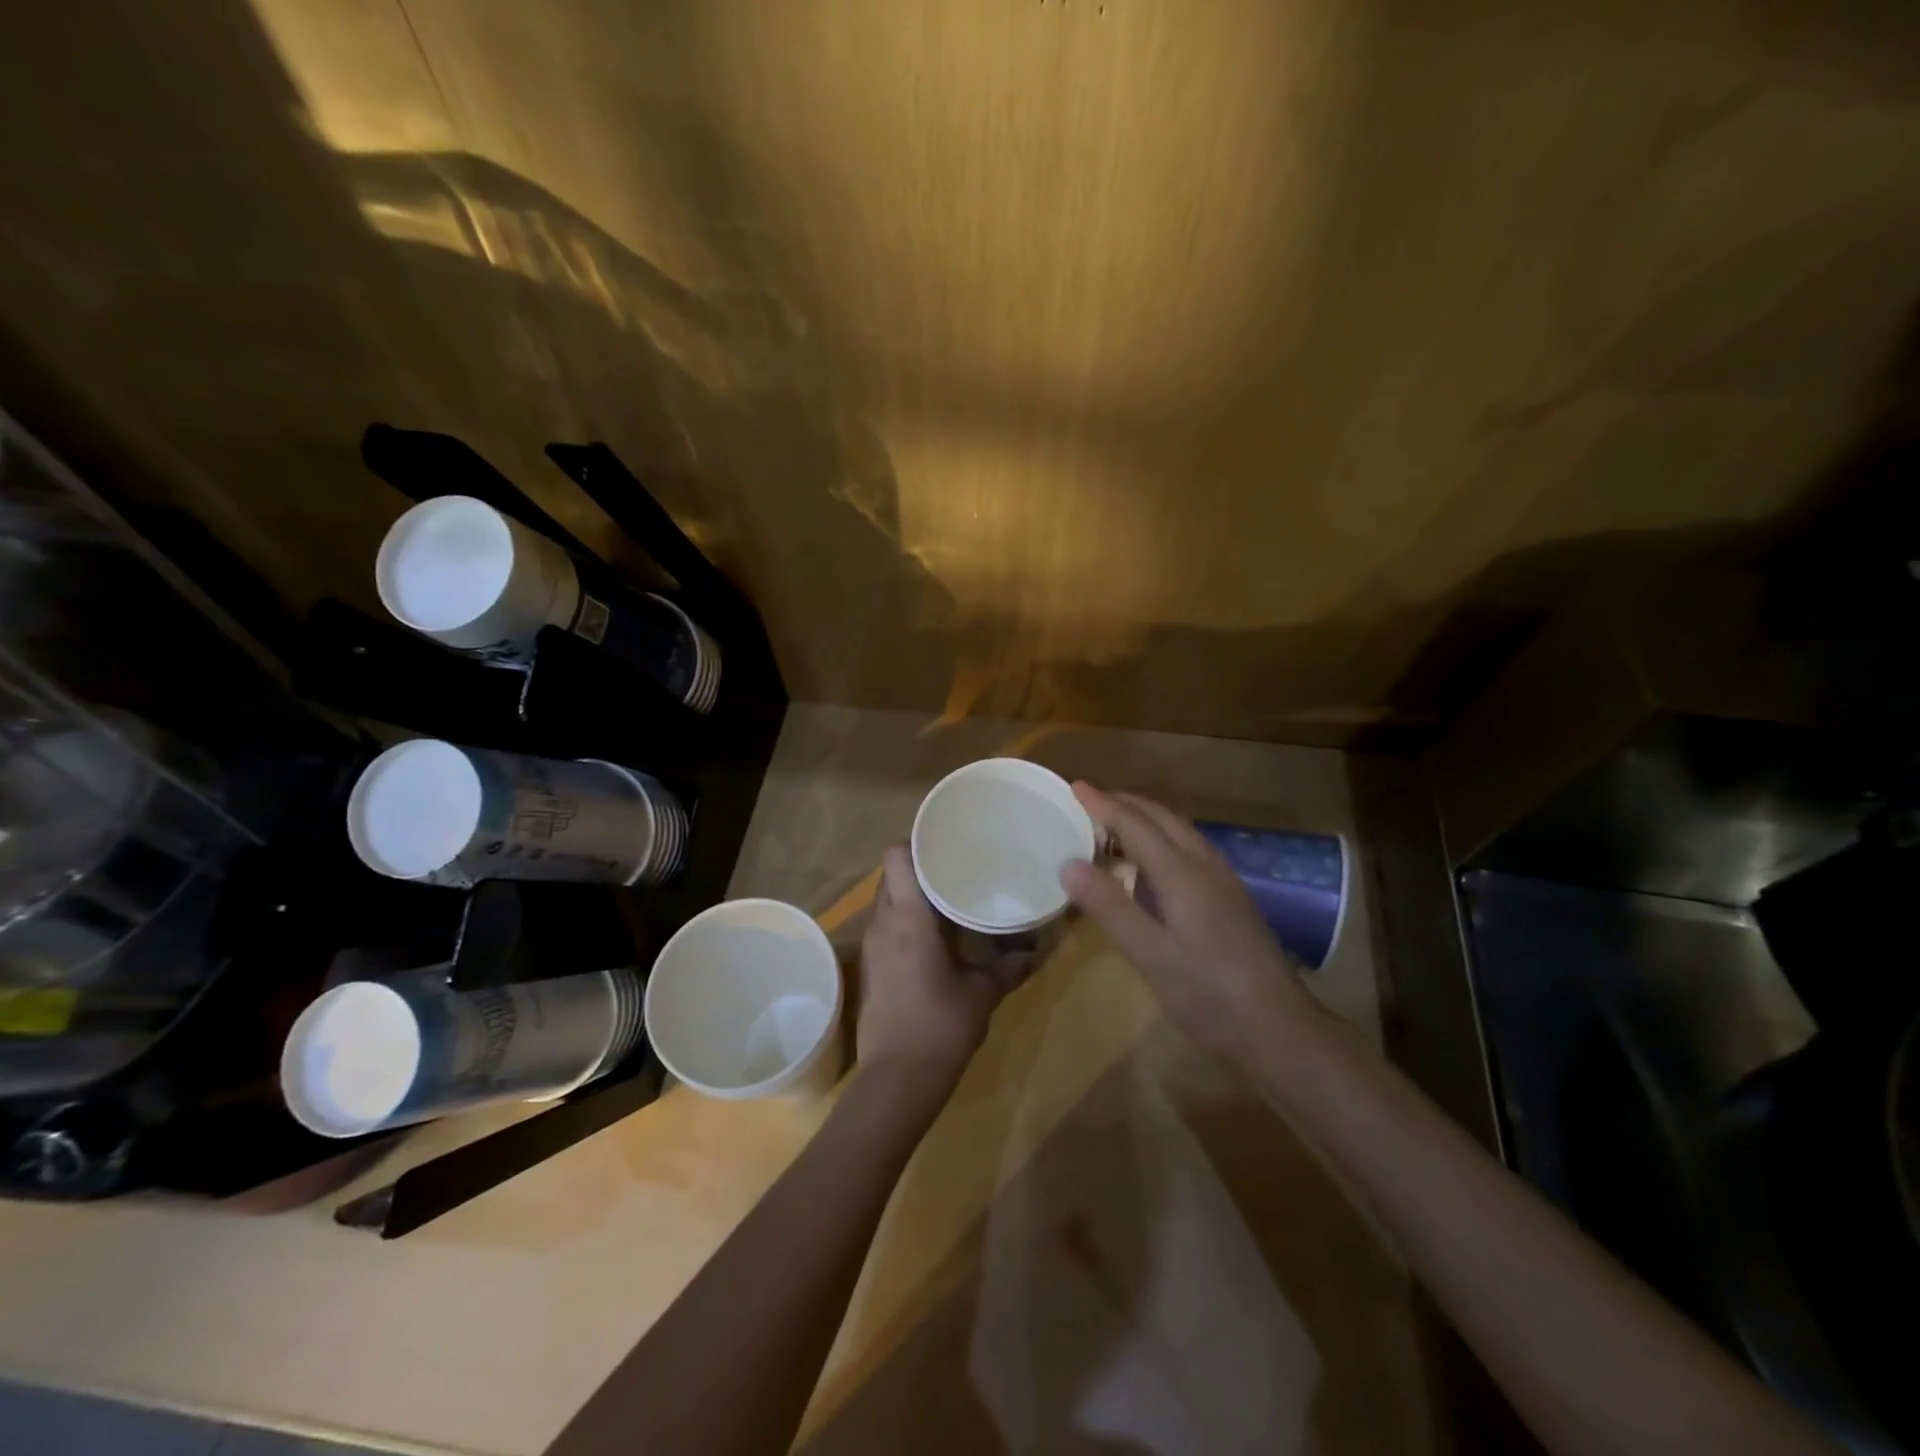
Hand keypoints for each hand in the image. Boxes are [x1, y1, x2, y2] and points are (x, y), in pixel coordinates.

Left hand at [857, 846, 1026, 1102]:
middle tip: (955, 870)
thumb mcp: (983, 994)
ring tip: (948, 901)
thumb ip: (1010, 967)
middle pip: (891, 876)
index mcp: (909, 918)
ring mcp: (872, 948)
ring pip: (887, 903)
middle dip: (919, 869)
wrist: (896, 1081)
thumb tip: (1038, 951)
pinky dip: (905, 923)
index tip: (944, 843)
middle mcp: (884, 924)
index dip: (916, 843)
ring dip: (912, 898)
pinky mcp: (871, 969)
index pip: (896, 857)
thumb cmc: (941, 1026)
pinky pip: (886, 929)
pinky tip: (933, 939)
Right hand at [1060, 784, 1315, 1064]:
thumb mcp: (1150, 955)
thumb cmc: (1208, 994)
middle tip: (1090, 801)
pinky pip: (1189, 848)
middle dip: (1125, 803)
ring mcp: (1223, 881)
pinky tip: (1153, 863)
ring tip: (1115, 824)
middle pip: (1162, 817)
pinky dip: (1162, 837)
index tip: (1075, 786)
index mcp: (1182, 874)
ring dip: (1146, 818)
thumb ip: (1110, 907)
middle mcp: (1205, 866)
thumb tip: (1068, 864)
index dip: (1103, 804)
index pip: (1136, 824)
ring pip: (1180, 831)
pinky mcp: (1231, 898)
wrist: (1278, 1027)